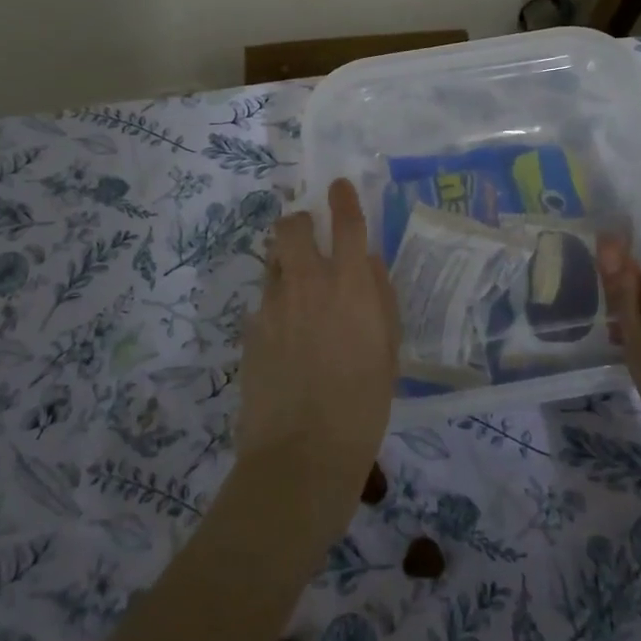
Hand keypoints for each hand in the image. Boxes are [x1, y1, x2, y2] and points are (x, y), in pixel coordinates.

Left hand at [235, 178, 401, 541]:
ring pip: (274, 261)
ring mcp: (273, 305)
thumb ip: (379, 298)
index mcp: (351, 285)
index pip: (347, 223)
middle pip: (292, 227)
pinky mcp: (251, 331)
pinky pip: (265, 302)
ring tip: (299, 290)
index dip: (343, 198)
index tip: (339, 186)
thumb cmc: (363, 406)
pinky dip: (277, 304)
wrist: (302, 455)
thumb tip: (368, 264)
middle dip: (299, 221)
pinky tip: (287, 336)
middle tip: (310, 235)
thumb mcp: (388, 351)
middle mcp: (308, 283)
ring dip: (287, 262)